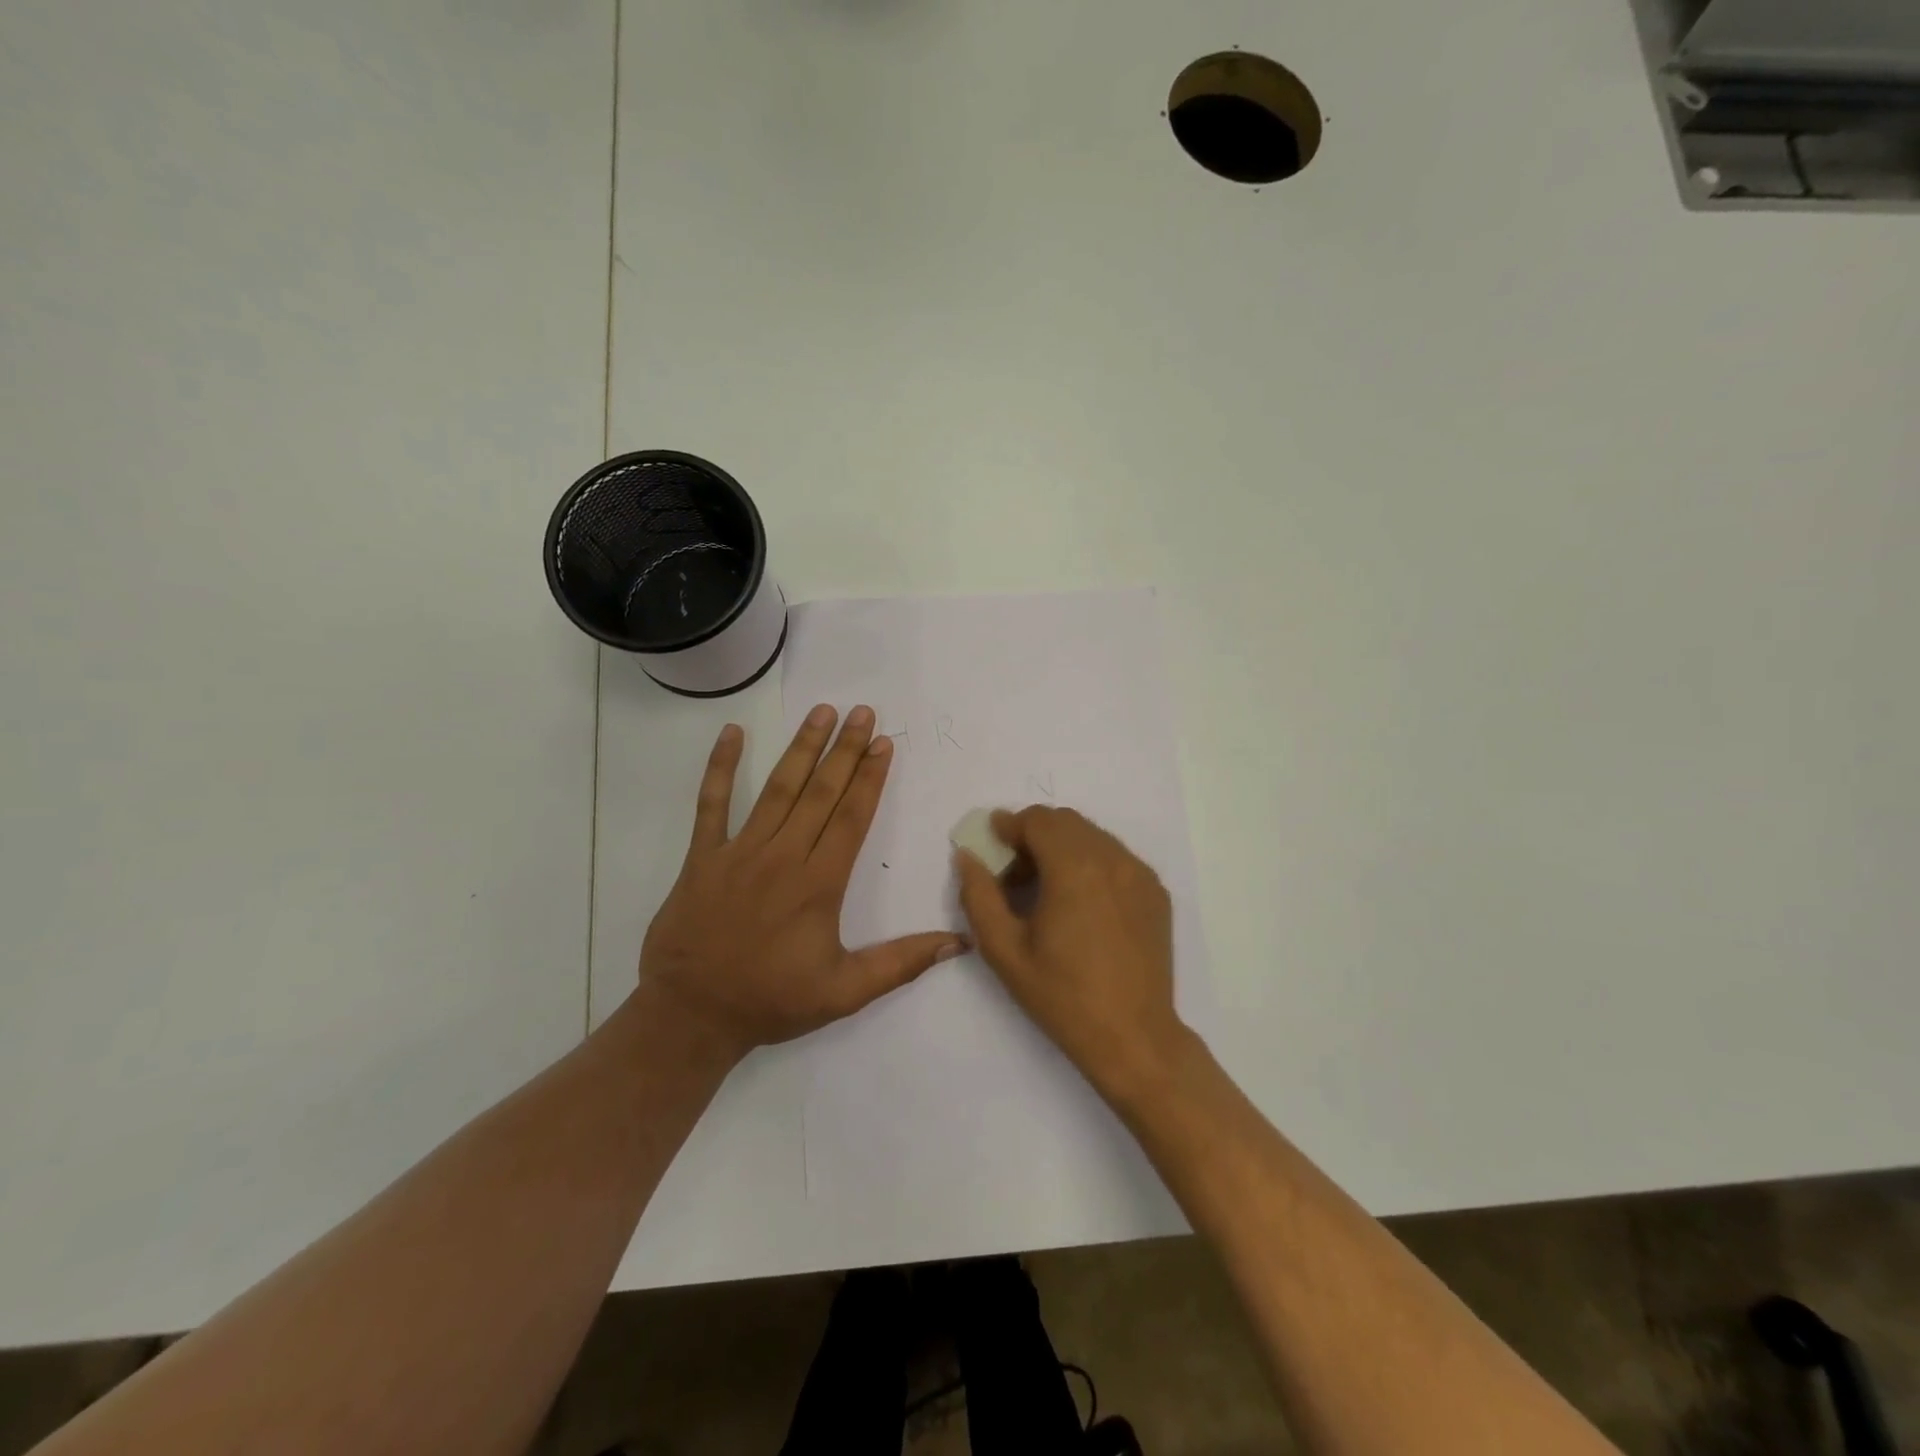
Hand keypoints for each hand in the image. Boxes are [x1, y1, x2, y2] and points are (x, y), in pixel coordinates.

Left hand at [638, 705, 967, 1061]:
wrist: (691, 1016)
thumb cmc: (772, 1001)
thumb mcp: (845, 993)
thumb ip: (902, 963)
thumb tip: (959, 942)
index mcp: (819, 883)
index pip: (852, 817)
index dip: (870, 777)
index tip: (883, 743)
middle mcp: (783, 856)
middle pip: (821, 792)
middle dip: (845, 750)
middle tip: (863, 712)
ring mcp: (739, 851)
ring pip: (777, 789)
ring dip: (802, 748)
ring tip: (822, 712)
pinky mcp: (703, 856)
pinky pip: (711, 804)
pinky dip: (721, 767)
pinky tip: (732, 732)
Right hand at [955, 807, 1189, 1102]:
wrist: (1133, 1036)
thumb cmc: (1062, 995)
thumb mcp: (1004, 950)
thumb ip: (979, 895)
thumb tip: (968, 857)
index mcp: (1075, 868)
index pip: (1038, 820)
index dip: (1009, 826)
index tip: (992, 843)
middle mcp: (1113, 859)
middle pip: (1066, 822)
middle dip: (1034, 834)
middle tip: (1014, 872)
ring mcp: (1140, 874)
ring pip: (1093, 836)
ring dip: (1063, 847)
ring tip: (1046, 889)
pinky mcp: (1156, 892)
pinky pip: (1116, 857)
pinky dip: (1091, 863)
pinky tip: (1080, 903)